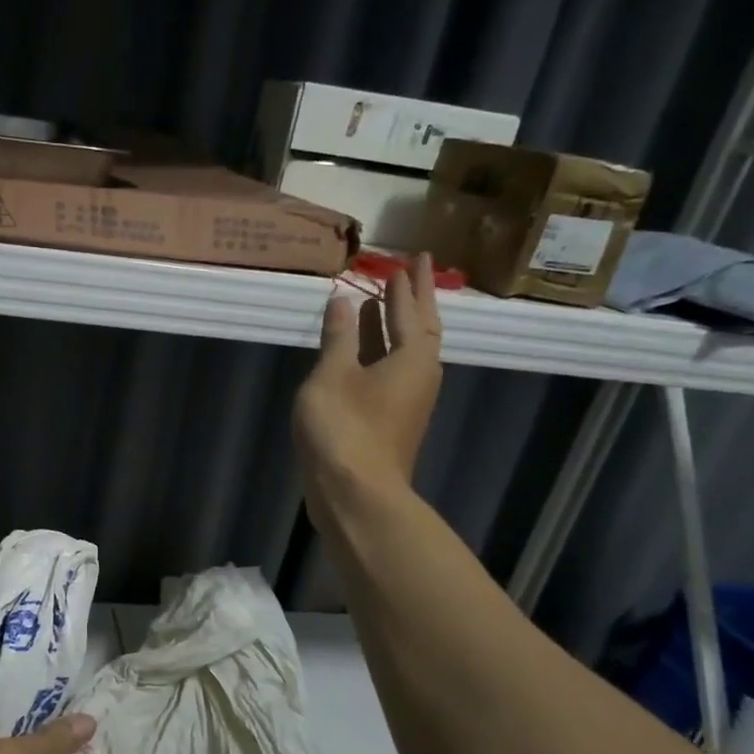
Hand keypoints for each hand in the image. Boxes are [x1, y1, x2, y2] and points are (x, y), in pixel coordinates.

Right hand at [293, 252, 443, 498]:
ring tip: (378, 305)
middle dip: (412, 301)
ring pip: (405, 354)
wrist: (355, 494)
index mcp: (413, 358)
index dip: (408, 285)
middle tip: (407, 272)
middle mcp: (419, 376)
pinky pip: (391, 374)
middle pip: (419, 330)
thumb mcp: (333, 374)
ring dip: (393, 328)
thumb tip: (344, 300)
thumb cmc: (344, 428)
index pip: (414, 310)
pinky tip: (362, 354)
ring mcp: (407, 403)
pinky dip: (380, 354)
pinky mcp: (391, 423)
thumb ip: (339, 336)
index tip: (410, 260)